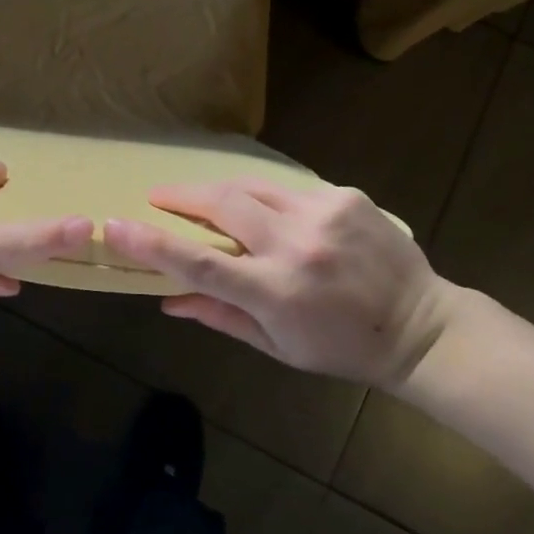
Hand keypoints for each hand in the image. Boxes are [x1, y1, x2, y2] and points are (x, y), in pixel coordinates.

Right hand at [102, 180, 452, 386]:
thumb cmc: (340, 347)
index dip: (150, 242)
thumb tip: (166, 299)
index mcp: (275, 292)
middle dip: (180, 196)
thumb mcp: (276, 345)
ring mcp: (323, 214)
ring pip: (250, 186)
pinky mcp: (344, 196)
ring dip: (220, 192)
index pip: (199, 263)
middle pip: (220, 204)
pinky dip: (266, 199)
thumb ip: (219, 316)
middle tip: (158, 197)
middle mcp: (295, 246)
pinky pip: (286, 189)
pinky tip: (271, 215)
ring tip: (205, 200)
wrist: (420, 325)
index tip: (113, 225)